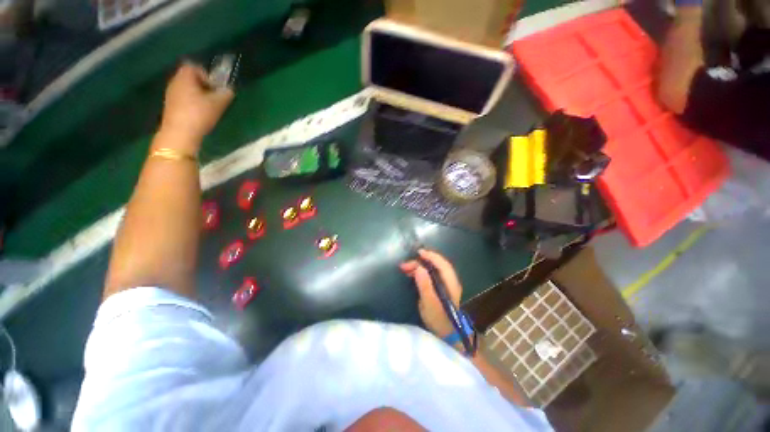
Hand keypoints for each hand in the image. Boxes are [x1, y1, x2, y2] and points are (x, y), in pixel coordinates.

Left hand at [159, 63, 233, 149]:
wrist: (179, 133)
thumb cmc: (199, 114)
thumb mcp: (219, 103)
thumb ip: (226, 94)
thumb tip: (229, 90)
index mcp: (185, 77)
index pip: (194, 67)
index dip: (207, 75)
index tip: (215, 88)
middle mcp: (175, 81)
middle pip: (190, 78)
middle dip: (203, 86)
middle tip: (214, 99)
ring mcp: (170, 94)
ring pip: (187, 89)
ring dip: (198, 96)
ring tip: (208, 108)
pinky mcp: (170, 106)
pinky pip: (183, 99)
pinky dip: (192, 104)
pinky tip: (199, 115)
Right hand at [400, 249, 462, 337]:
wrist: (447, 334)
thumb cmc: (439, 320)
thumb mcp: (429, 304)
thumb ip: (425, 285)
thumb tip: (419, 268)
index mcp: (450, 283)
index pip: (442, 264)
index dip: (431, 256)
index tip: (418, 252)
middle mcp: (450, 280)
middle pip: (436, 264)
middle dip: (421, 261)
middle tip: (405, 265)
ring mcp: (446, 283)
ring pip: (433, 268)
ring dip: (419, 266)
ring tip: (405, 268)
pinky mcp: (440, 287)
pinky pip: (431, 274)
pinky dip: (421, 271)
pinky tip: (412, 273)